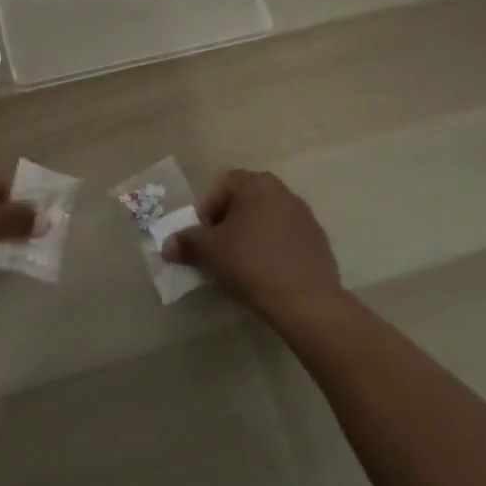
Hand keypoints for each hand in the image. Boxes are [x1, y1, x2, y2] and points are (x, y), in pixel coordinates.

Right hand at [162, 169, 344, 322]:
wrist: (306, 301)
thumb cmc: (251, 263)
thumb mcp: (209, 252)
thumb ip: (186, 243)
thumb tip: (167, 245)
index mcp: (257, 184)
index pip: (223, 184)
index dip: (208, 208)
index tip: (204, 236)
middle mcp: (283, 192)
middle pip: (246, 200)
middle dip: (229, 222)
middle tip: (219, 249)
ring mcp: (305, 217)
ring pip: (267, 220)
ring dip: (251, 235)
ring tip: (242, 265)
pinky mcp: (318, 242)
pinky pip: (286, 239)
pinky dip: (273, 250)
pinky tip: (267, 275)